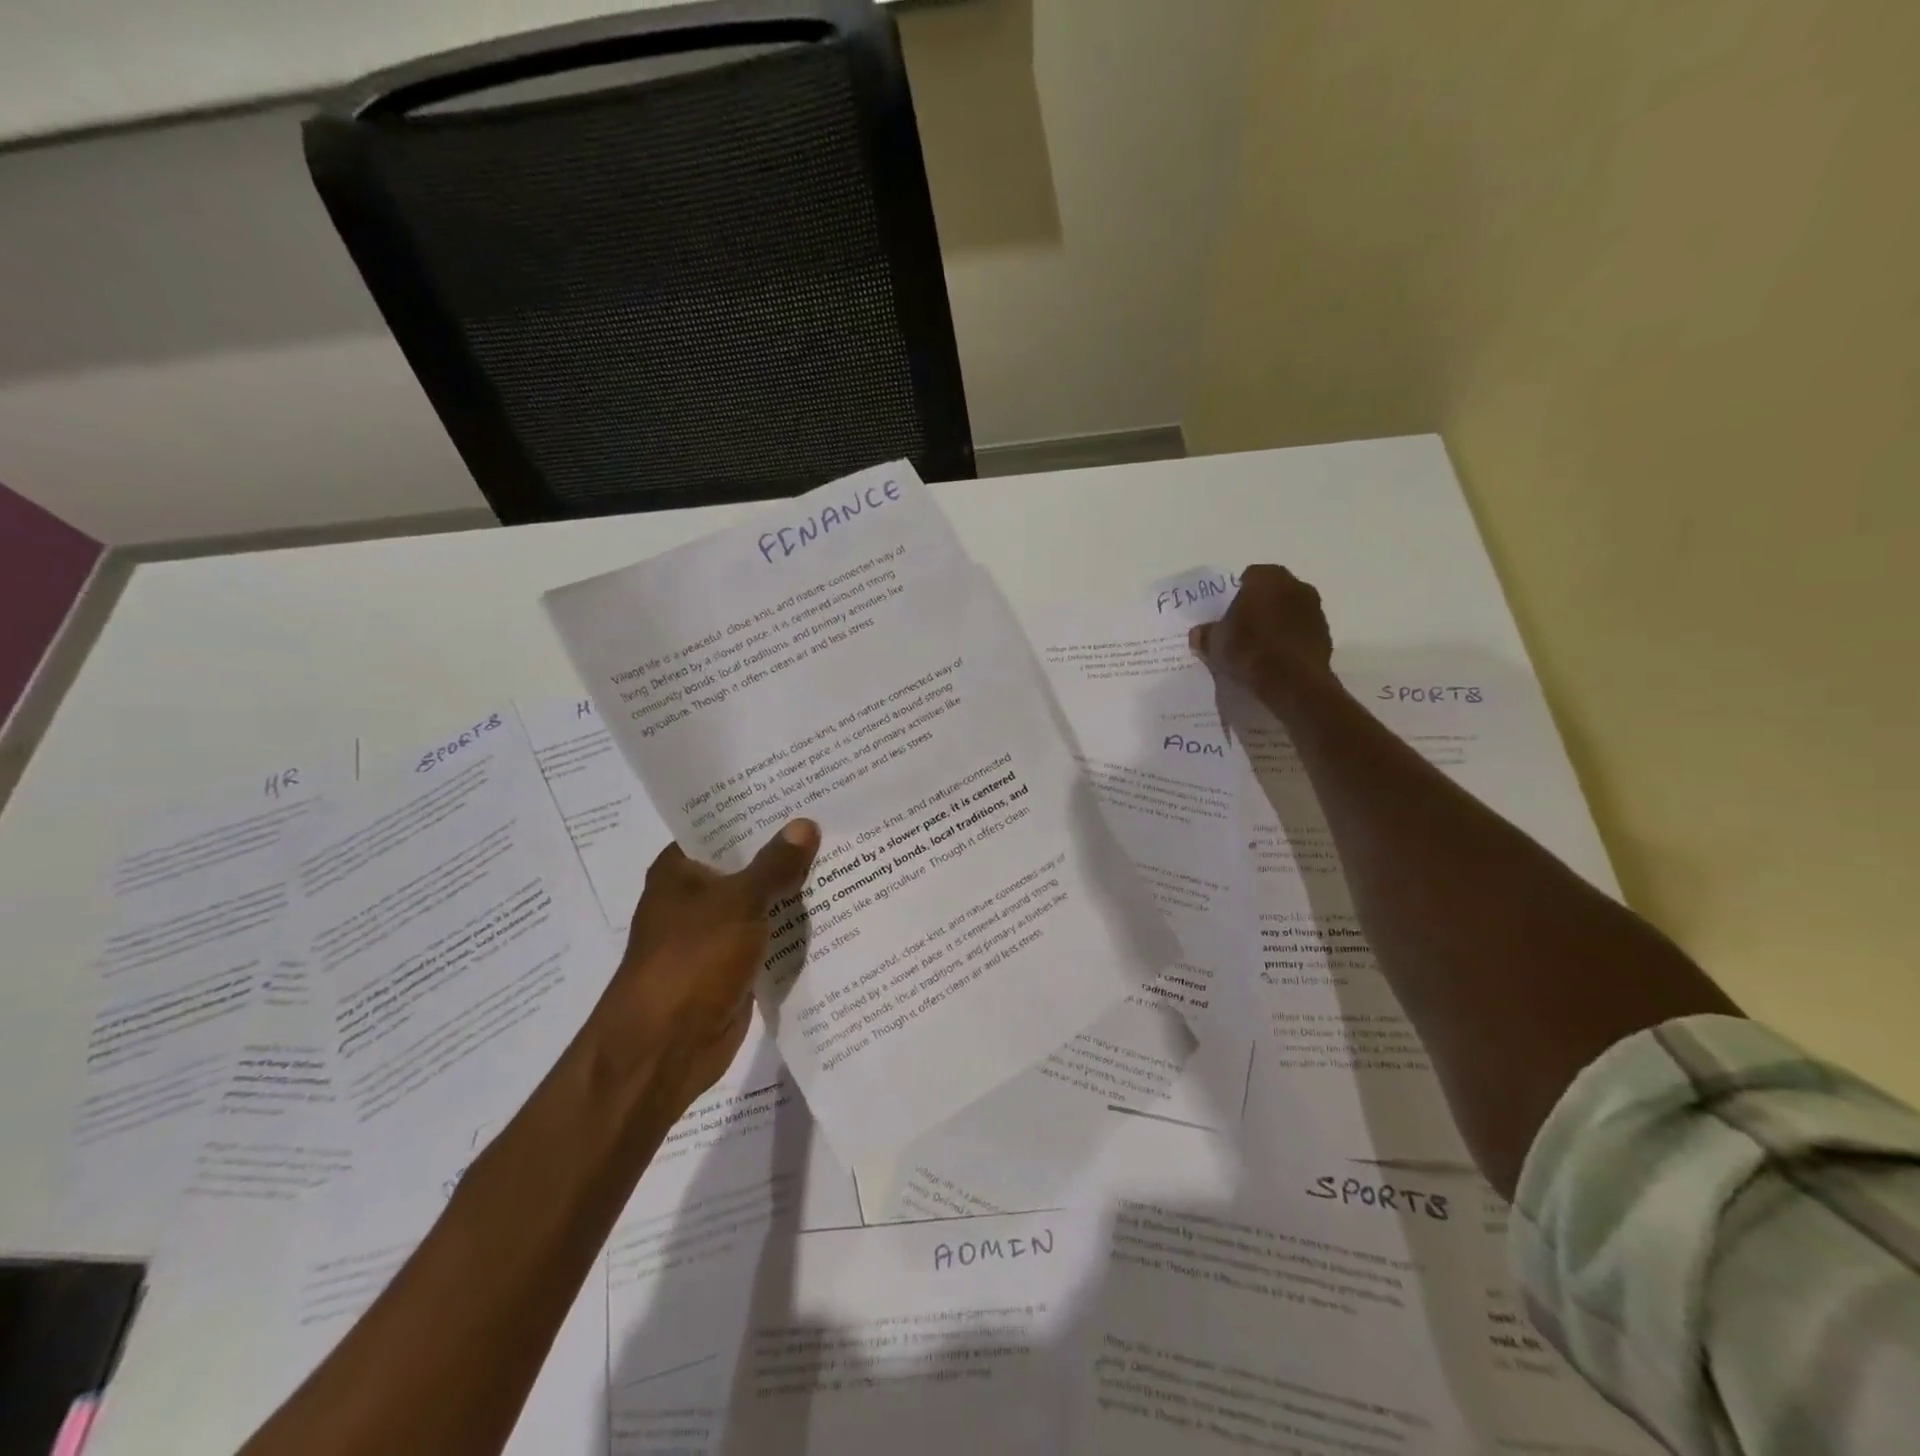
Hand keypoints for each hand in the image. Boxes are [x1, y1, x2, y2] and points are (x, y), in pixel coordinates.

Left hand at [594, 820, 819, 1118]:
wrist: (666, 1047)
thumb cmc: (691, 960)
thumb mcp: (738, 903)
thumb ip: (775, 864)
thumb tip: (806, 824)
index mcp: (681, 870)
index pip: (722, 826)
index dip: (758, 810)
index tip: (801, 791)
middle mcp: (696, 897)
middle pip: (747, 863)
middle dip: (786, 850)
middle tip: (835, 820)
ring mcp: (716, 933)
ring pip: (762, 901)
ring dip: (795, 889)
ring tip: (847, 856)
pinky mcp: (735, 966)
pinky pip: (771, 936)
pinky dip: (795, 927)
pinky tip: (837, 908)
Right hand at [1188, 564, 1335, 705]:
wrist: (1292, 683)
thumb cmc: (1249, 651)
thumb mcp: (1214, 644)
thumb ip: (1206, 634)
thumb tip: (1199, 633)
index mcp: (1267, 578)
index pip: (1248, 577)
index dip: (1236, 595)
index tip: (1227, 615)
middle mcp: (1296, 585)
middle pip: (1272, 592)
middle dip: (1259, 606)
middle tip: (1241, 629)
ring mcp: (1315, 610)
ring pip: (1289, 610)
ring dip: (1277, 623)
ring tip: (1259, 647)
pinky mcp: (1326, 635)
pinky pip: (1301, 632)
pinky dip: (1291, 640)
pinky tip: (1277, 659)